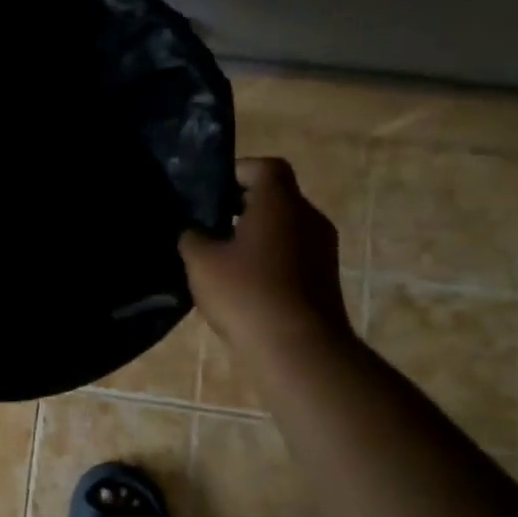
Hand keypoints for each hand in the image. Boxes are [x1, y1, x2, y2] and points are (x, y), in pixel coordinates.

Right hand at [180, 157, 353, 347]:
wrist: (299, 350)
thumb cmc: (247, 293)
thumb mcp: (201, 261)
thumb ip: (192, 237)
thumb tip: (194, 232)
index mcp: (281, 203)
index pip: (265, 167)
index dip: (237, 171)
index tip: (211, 191)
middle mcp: (309, 218)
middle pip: (275, 198)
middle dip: (241, 207)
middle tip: (208, 225)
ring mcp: (323, 251)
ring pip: (284, 229)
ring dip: (255, 236)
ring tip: (221, 258)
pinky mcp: (325, 280)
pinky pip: (293, 256)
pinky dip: (269, 261)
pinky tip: (242, 285)